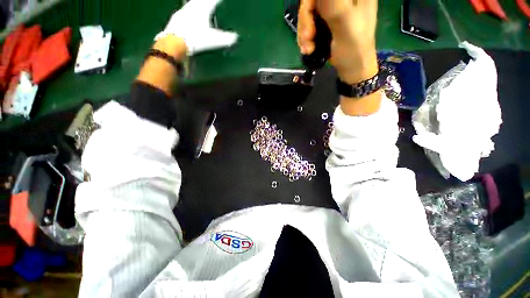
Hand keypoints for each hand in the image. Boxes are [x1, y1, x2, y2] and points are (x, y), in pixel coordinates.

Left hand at [157, 0, 237, 54]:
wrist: (174, 43)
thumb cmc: (196, 39)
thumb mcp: (214, 40)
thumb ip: (226, 38)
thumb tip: (236, 37)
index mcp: (202, 9)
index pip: (213, 1)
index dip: (218, 0)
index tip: (222, 0)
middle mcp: (192, 6)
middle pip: (201, 0)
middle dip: (208, 2)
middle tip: (212, 3)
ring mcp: (183, 11)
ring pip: (193, 4)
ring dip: (198, 4)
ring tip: (202, 7)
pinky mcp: (176, 18)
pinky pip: (186, 11)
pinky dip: (191, 11)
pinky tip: (189, 16)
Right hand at [297, 0, 378, 83]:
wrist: (353, 70)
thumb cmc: (354, 50)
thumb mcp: (346, 26)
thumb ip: (334, 5)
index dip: (311, 2)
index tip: (309, 17)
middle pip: (312, 1)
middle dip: (305, 20)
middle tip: (307, 39)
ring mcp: (333, 10)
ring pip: (308, 13)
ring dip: (304, 33)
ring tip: (307, 49)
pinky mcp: (326, 23)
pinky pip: (308, 25)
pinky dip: (305, 38)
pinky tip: (307, 49)